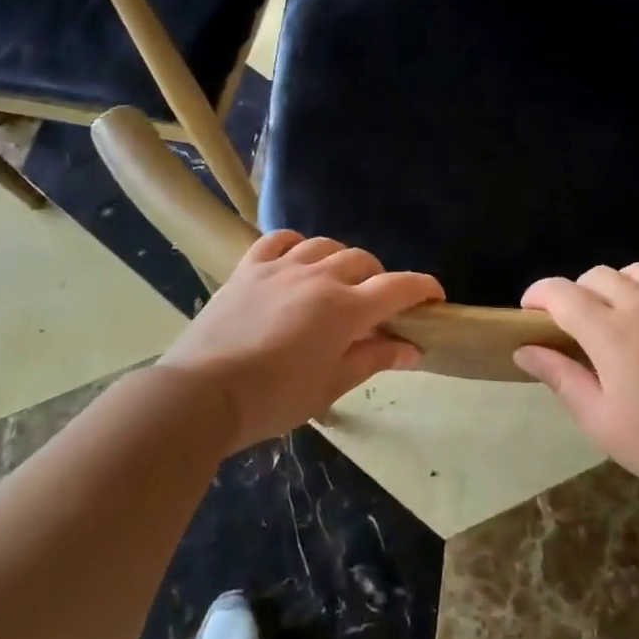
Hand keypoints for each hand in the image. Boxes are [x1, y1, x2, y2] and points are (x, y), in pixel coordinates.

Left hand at [159, 231, 441, 452]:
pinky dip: (297, 245)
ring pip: (325, 245)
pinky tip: (297, 260)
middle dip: (379, 278)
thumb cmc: (274, 399)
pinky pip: (280, 240)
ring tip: (337, 283)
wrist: (202, 393)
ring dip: (341, 260)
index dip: (423, 288)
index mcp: (345, 308)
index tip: (436, 297)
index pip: (398, 287)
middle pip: (363, 261)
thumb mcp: (331, 385)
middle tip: (375, 306)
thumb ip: (374, 358)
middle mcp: (319, 276)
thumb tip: (413, 348)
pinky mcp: (249, 267)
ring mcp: (281, 267)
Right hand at [515, 264, 638, 507]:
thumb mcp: (600, 420)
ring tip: (623, 311)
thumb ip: (561, 378)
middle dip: (578, 292)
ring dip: (622, 285)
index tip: (530, 311)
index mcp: (608, 332)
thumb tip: (524, 349)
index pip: (561, 293)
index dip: (538, 294)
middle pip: (598, 276)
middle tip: (579, 324)